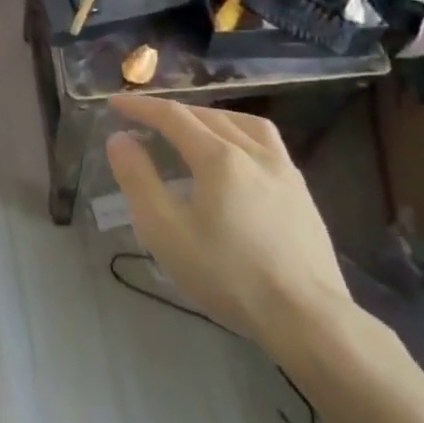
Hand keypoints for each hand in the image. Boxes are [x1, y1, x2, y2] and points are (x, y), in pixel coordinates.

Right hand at [104, 95, 351, 348]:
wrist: (308, 318)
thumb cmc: (228, 274)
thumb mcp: (165, 231)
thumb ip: (138, 179)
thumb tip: (120, 139)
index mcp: (218, 157)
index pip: (172, 116)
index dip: (140, 107)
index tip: (115, 103)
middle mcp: (253, 151)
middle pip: (207, 115)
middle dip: (172, 112)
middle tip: (146, 121)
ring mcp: (284, 171)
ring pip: (243, 123)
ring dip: (210, 117)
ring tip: (193, 130)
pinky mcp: (302, 193)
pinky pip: (266, 144)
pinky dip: (239, 134)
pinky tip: (236, 159)